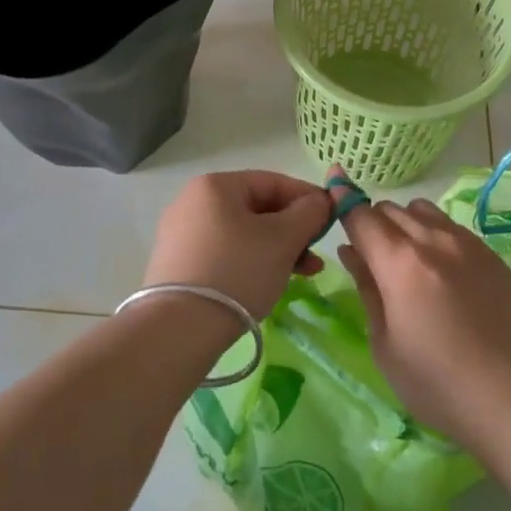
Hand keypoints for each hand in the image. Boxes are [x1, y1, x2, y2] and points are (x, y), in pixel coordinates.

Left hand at [146, 171, 331, 320]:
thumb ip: (309, 213)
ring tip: (304, 273)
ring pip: (243, 233)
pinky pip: (225, 253)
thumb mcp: (283, 239)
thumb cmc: (237, 271)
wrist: (178, 330)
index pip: (273, 181)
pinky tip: (270, 282)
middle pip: (257, 208)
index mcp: (215, 185)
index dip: (308, 198)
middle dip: (293, 230)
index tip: (333, 219)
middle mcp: (193, 201)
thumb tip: (320, 201)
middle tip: (317, 254)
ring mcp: (182, 234)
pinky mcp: (178, 264)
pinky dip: (252, 262)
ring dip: (277, 249)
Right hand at [339, 194, 510, 456]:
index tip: (332, 187)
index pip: (360, 215)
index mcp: (399, 262)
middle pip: (390, 209)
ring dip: (404, 224)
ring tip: (407, 261)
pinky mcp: (491, 255)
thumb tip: (351, 250)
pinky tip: (441, 271)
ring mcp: (467, 243)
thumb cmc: (436, 383)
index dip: (341, 200)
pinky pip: (452, 227)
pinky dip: (434, 234)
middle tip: (370, 255)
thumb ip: (366, 288)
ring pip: (422, 210)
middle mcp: (433, 240)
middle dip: (372, 223)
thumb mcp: (384, 343)